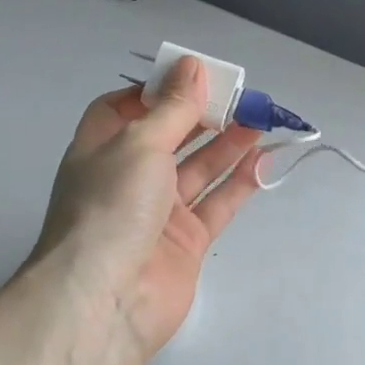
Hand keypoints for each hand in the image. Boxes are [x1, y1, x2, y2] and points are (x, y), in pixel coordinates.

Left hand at [30, 57, 263, 359]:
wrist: (106, 300)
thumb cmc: (112, 206)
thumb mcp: (140, 143)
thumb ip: (173, 106)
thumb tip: (192, 65)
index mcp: (101, 148)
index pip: (124, 108)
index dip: (156, 91)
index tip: (192, 77)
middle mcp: (127, 177)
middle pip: (169, 136)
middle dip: (202, 114)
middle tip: (240, 95)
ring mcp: (158, 212)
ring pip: (198, 169)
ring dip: (228, 143)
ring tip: (260, 118)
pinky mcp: (186, 242)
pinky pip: (217, 203)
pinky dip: (239, 182)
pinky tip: (263, 159)